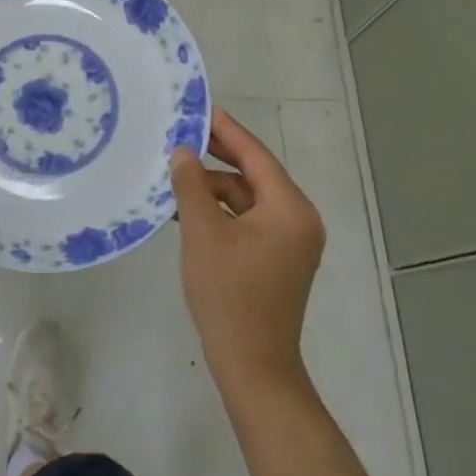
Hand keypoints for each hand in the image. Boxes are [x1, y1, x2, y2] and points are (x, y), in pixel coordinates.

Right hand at [171, 107, 324, 387]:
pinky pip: (249, 220)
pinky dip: (222, 212)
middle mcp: (299, 219)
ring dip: (215, 188)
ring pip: (249, 198)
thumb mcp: (202, 233)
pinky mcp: (279, 259)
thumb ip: (192, 185)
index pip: (255, 155)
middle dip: (218, 156)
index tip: (200, 108)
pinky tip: (189, 210)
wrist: (253, 367)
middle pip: (254, 174)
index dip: (226, 130)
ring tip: (176, 178)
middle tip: (182, 135)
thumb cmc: (229, 295)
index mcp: (290, 208)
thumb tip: (183, 151)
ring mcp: (291, 241)